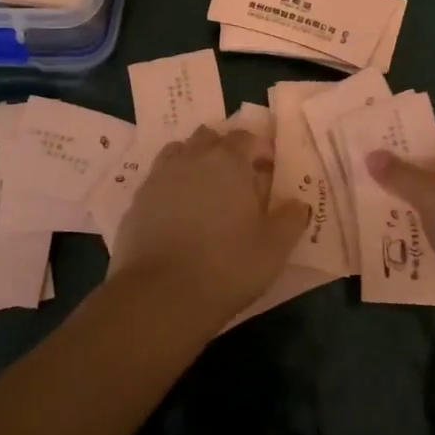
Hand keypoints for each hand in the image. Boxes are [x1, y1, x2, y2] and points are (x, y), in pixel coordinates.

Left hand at [110, 126, 308, 326]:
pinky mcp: (136, 201)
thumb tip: (298, 204)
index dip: (260, 150)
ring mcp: (159, 177)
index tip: (269, 171)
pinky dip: (172, 186)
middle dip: (226, 151)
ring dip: (195, 162)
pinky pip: (159, 180)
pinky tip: (179, 214)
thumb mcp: (274, 248)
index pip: (247, 137)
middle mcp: (192, 158)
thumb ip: (291, 219)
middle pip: (210, 138)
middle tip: (239, 181)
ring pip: (180, 153)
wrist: (160, 296)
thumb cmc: (227, 266)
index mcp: (229, 160)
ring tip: (206, 192)